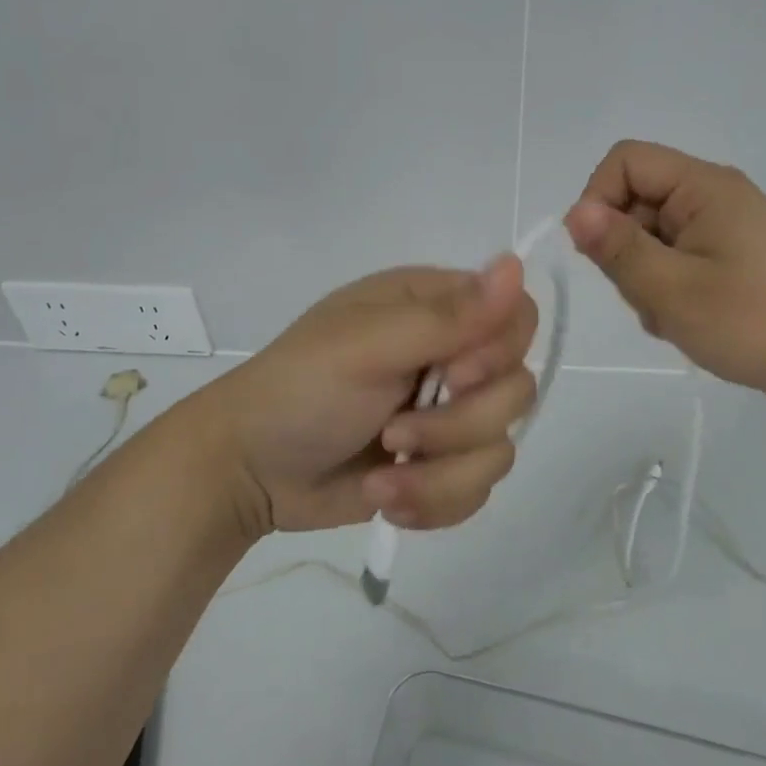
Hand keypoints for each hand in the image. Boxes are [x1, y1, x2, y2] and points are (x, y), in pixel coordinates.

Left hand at [205, 256, 538, 536]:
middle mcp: (450, 355)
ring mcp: (447, 415)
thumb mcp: (368, 347)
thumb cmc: (300, 391)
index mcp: (433, 308)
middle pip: (516, 389)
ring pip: (500, 448)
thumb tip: (516, 263)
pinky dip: (434, 502)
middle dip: (458, 427)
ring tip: (381, 479)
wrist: (249, 472)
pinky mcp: (440, 466)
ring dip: (439, 475)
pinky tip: (386, 497)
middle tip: (395, 431)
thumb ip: (446, 316)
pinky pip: (478, 489)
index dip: (499, 353)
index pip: (516, 317)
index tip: (453, 377)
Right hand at [564, 140, 765, 410]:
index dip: (598, 198)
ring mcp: (723, 226)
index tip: (597, 252)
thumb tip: (575, 212)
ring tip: (673, 315)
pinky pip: (675, 256)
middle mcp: (714, 195)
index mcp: (704, 186)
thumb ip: (618, 248)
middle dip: (624, 249)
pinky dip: (668, 286)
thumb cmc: (752, 323)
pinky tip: (688, 319)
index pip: (625, 161)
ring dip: (645, 276)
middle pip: (636, 200)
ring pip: (651, 235)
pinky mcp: (730, 254)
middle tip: (648, 296)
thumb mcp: (671, 289)